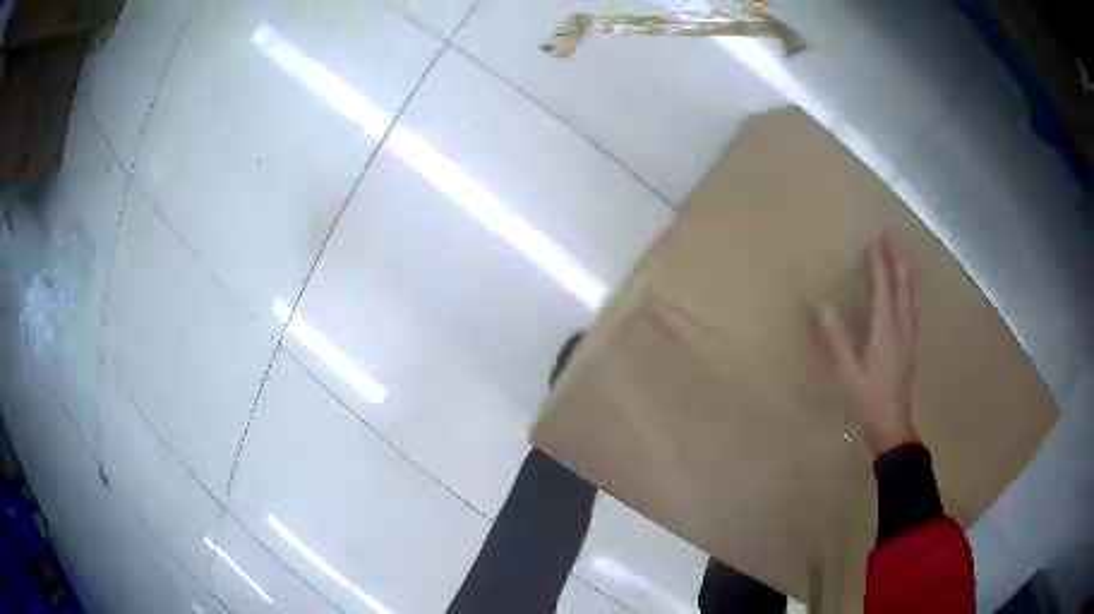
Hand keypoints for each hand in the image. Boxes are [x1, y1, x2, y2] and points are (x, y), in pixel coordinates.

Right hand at [819, 233, 919, 453]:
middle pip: (903, 285)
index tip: (871, 244)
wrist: (894, 425)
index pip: (883, 290)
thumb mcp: (848, 374)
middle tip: (893, 234)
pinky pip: (914, 305)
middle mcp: (902, 326)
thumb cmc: (868, 401)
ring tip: (906, 250)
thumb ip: (837, 341)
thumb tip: (823, 306)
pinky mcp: (913, 342)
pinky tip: (911, 286)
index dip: (878, 266)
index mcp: (885, 331)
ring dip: (908, 269)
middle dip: (898, 258)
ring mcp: (910, 334)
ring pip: (912, 293)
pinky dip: (912, 287)